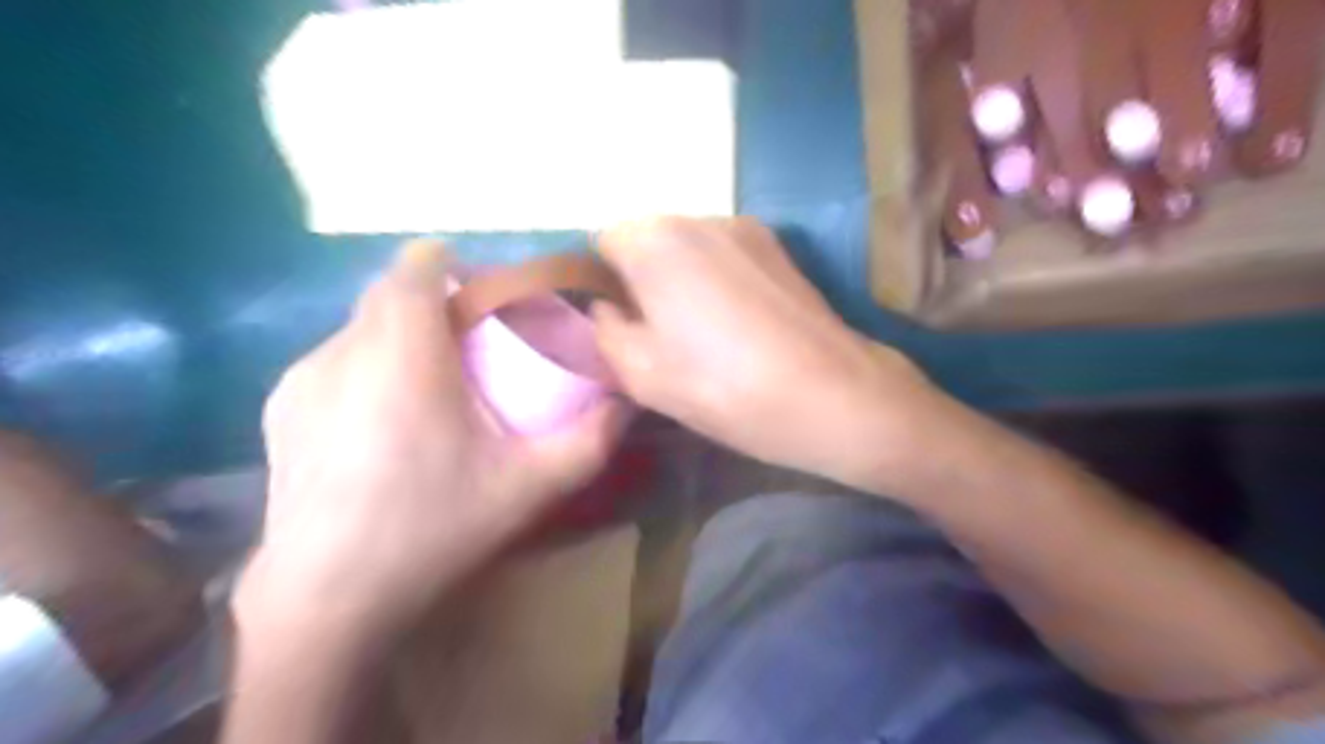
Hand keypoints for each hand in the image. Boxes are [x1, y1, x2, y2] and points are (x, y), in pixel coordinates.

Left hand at [235, 240, 627, 643]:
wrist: (326, 600)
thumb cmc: (433, 529)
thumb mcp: (529, 487)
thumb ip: (588, 440)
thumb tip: (627, 402)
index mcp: (402, 353)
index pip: (416, 267)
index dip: (451, 264)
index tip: (484, 296)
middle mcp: (343, 350)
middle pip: (388, 293)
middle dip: (433, 300)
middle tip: (473, 343)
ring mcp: (302, 379)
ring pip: (361, 326)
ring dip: (401, 334)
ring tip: (433, 383)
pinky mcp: (279, 409)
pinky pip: (335, 360)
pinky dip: (369, 365)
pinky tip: (386, 421)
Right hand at [595, 219, 936, 490]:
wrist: (832, 395)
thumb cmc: (724, 387)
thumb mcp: (641, 373)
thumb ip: (604, 330)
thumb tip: (606, 308)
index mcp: (656, 241)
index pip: (602, 242)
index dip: (600, 283)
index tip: (616, 323)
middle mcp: (700, 217)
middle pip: (648, 241)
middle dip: (641, 280)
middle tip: (657, 335)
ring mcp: (747, 230)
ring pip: (690, 248)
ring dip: (681, 280)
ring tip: (703, 334)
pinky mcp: (781, 249)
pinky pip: (727, 256)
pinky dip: (718, 281)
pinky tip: (738, 326)